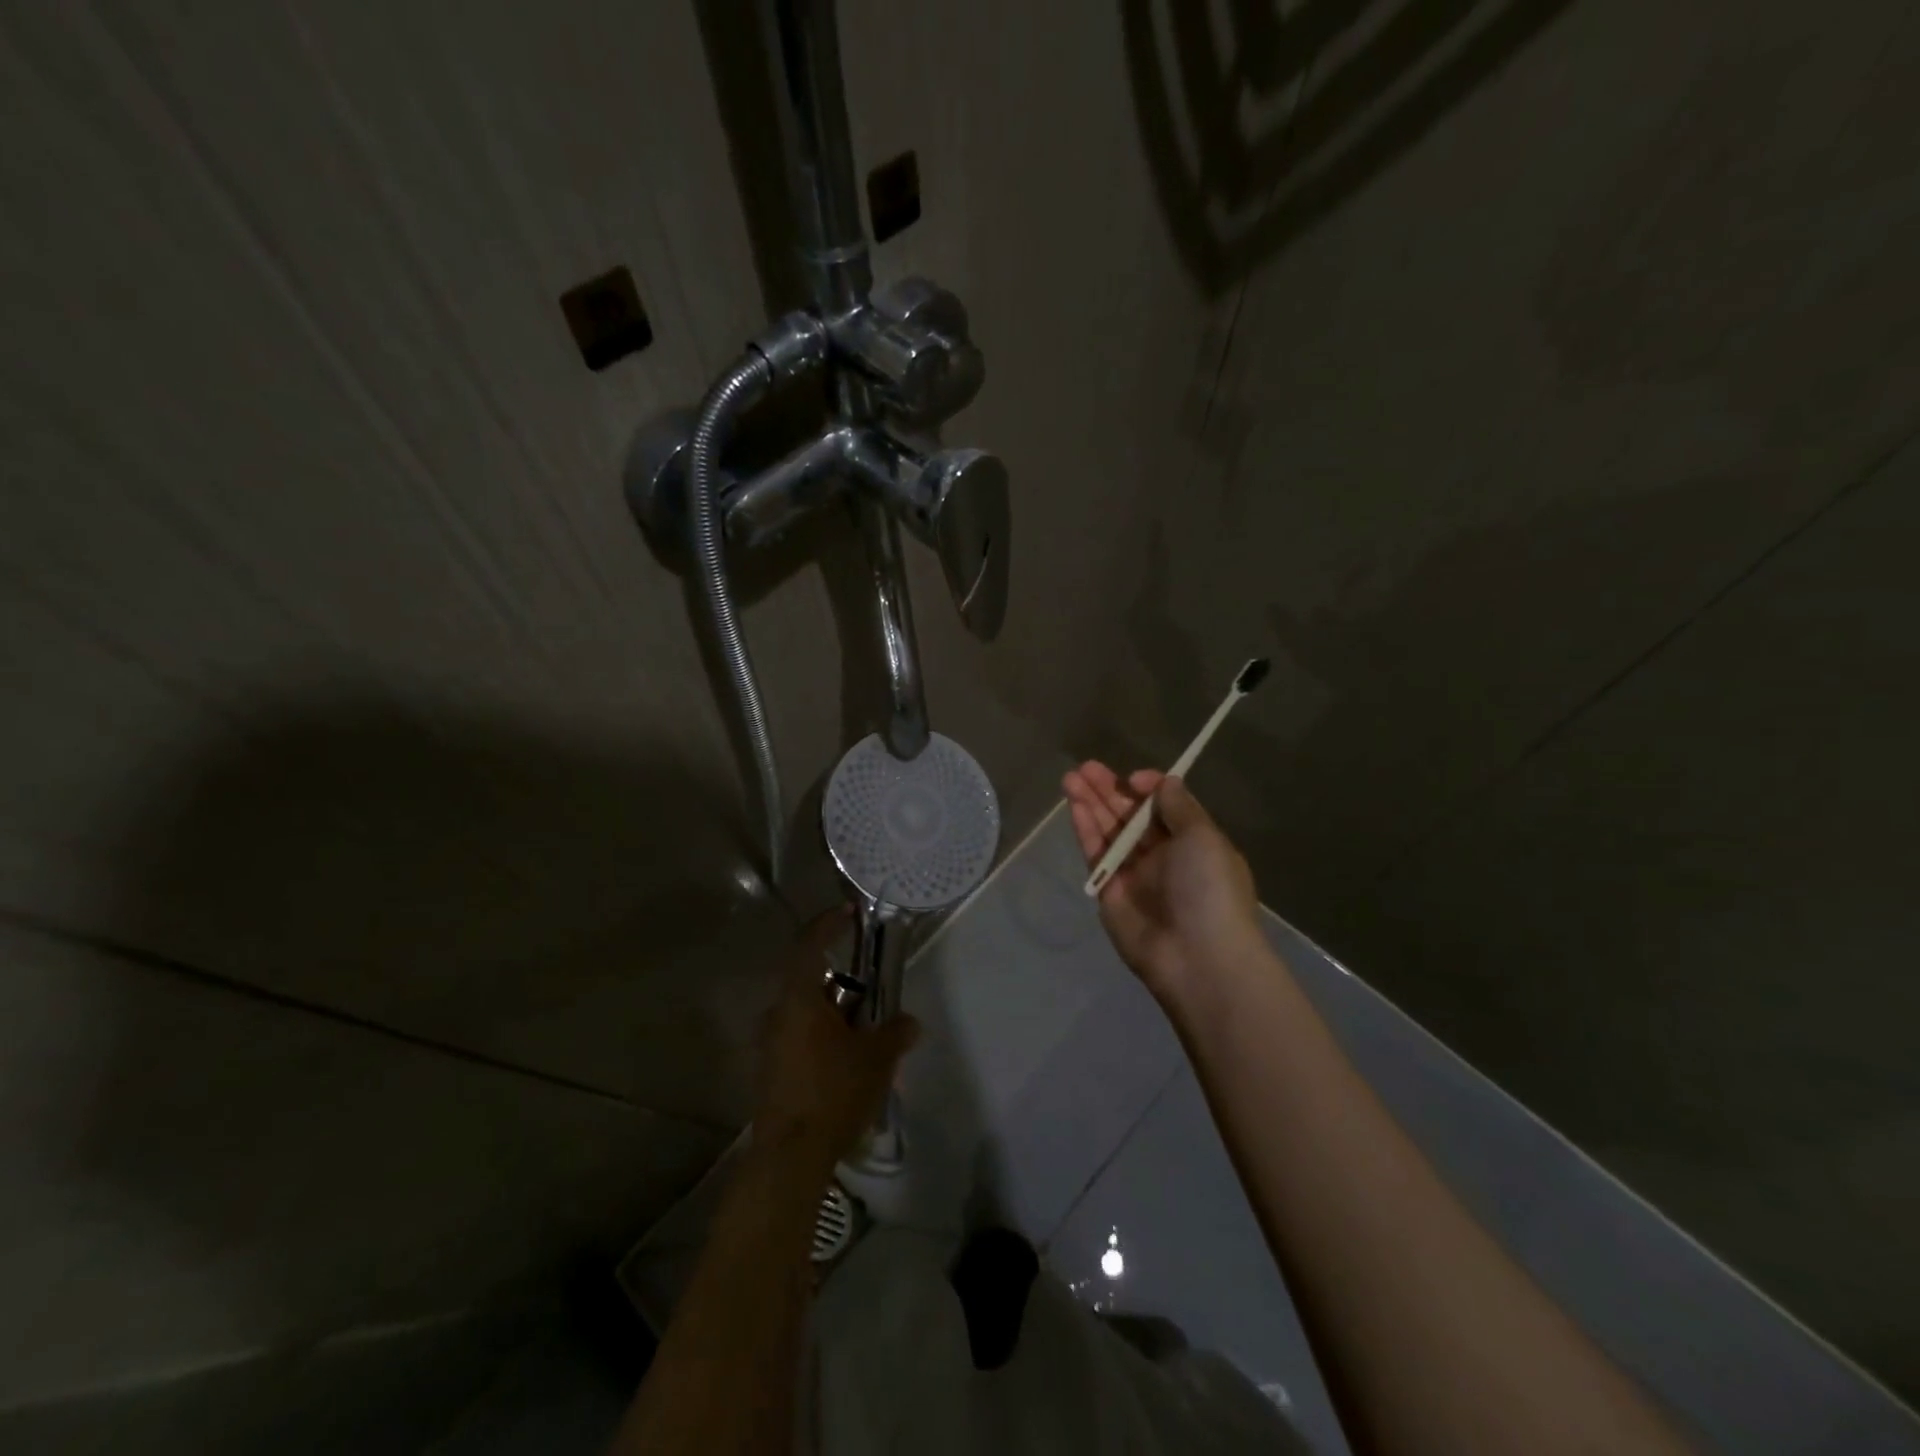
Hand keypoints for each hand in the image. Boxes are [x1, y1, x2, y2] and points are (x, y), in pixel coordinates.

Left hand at [753, 910, 919, 1173]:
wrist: (790, 1157)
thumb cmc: (834, 1092)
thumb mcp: (877, 1058)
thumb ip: (895, 1032)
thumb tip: (908, 1021)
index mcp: (799, 999)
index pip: (809, 945)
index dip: (828, 923)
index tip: (848, 912)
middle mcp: (778, 1014)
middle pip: (809, 981)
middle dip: (842, 982)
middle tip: (872, 992)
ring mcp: (770, 1044)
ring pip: (806, 1013)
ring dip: (834, 1014)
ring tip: (867, 1033)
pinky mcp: (771, 1071)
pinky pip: (800, 1038)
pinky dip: (824, 1037)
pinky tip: (849, 1061)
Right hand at [1063, 762, 1259, 1003]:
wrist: (1197, 957)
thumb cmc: (1209, 889)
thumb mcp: (1204, 837)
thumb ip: (1179, 807)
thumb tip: (1164, 781)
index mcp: (1193, 842)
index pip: (1164, 807)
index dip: (1147, 789)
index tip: (1133, 779)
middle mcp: (1162, 856)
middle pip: (1130, 815)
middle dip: (1109, 790)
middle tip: (1086, 767)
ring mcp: (1133, 874)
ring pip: (1108, 830)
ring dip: (1091, 803)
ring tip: (1071, 777)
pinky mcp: (1108, 891)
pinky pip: (1095, 853)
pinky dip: (1085, 828)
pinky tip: (1074, 804)